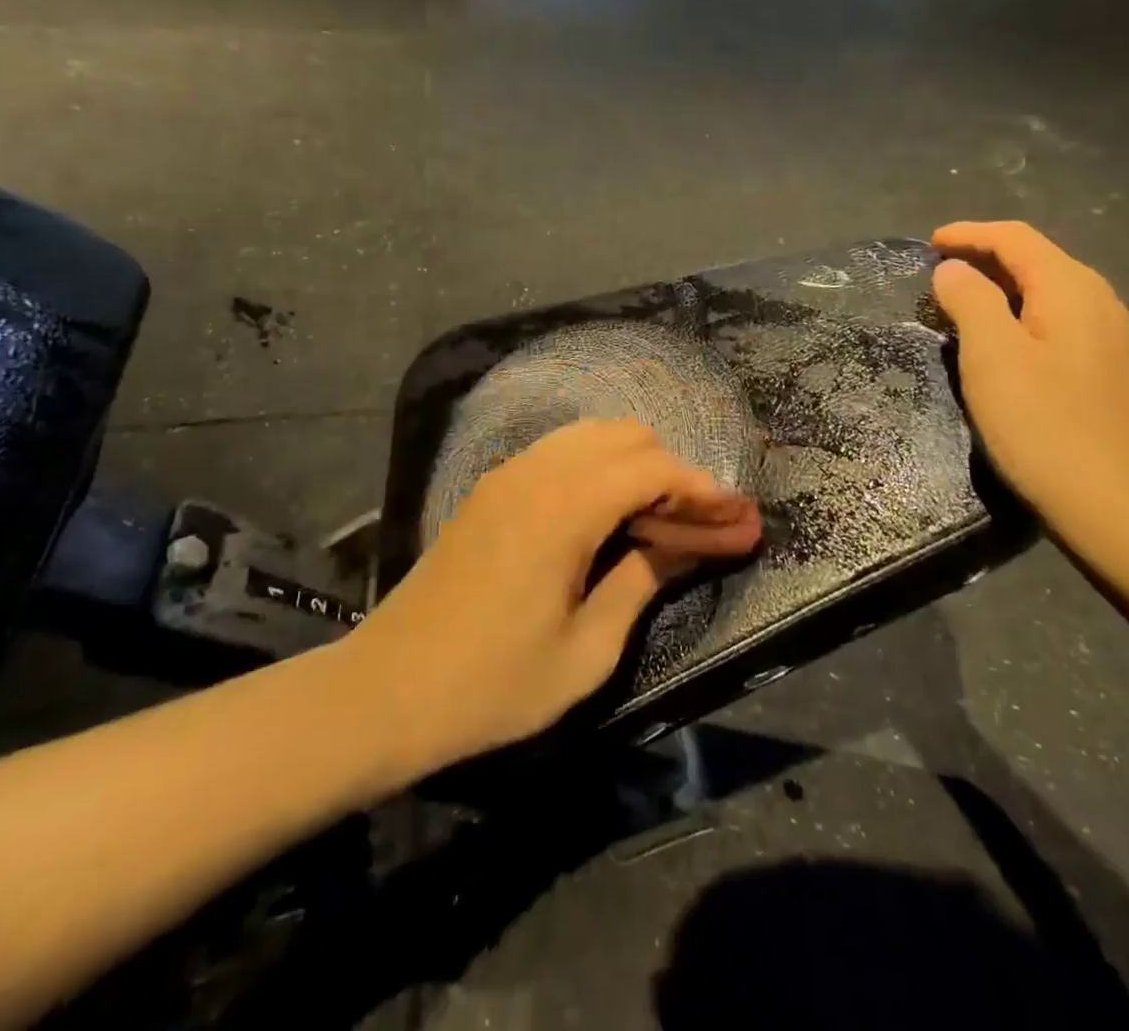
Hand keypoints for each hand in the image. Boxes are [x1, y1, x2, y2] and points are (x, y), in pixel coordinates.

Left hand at [348, 419, 760, 773]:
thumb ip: (642, 584)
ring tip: (666, 525)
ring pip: (594, 438)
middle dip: (676, 477)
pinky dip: (601, 472)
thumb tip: (688, 549)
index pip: (655, 471)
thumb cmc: (492, 685)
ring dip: (639, 469)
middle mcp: (537, 471)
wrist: (386, 691)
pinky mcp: (492, 488)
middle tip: (706, 529)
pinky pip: (562, 455)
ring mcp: (509, 474)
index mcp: (564, 507)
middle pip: (629, 439)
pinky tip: (613, 519)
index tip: (742, 521)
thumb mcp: (586, 652)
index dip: (706, 492)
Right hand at [930, 221, 1128, 533]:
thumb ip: (970, 300)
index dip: (969, 233)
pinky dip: (1017, 311)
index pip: (1016, 238)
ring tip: (958, 299)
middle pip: (1035, 258)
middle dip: (984, 255)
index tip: (928, 244)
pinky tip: (998, 337)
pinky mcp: (1103, 366)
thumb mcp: (992, 355)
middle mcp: (1096, 300)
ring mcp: (1106, 334)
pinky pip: (1054, 316)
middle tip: (937, 271)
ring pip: (1045, 288)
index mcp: (1070, 288)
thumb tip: (953, 270)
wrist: (1112, 501)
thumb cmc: (1042, 423)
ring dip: (1000, 284)